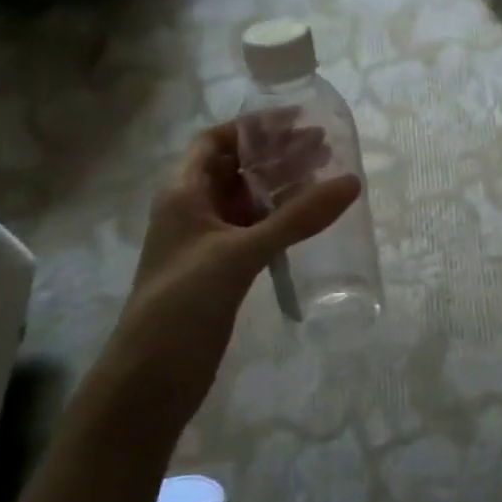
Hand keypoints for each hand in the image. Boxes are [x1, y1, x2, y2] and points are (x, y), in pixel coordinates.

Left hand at [104, 122, 359, 415]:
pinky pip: (255, 230)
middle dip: (277, 154)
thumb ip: (296, 218)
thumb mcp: (240, 254)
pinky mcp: (221, 271)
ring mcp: (207, 243)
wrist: (149, 382)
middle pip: (236, 168)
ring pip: (248, 200)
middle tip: (325, 147)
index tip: (297, 120)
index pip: (215, 141)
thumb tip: (351, 181)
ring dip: (282, 186)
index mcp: (183, 194)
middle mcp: (193, 211)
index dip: (252, 126)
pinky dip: (281, 218)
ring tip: (326, 176)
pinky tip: (309, 220)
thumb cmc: (183, 304)